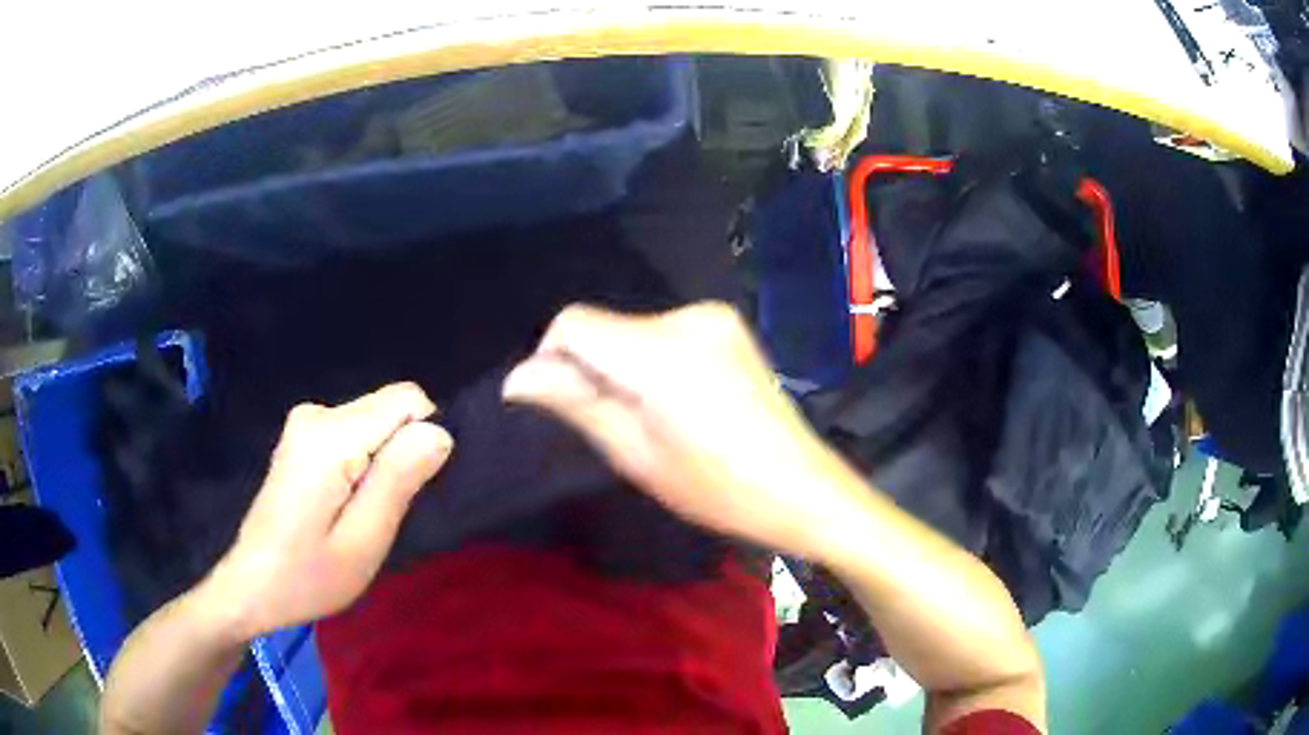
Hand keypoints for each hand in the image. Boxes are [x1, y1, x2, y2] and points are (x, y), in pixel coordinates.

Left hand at [198, 382, 452, 638]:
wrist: (252, 585)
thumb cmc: (308, 577)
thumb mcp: (362, 542)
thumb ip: (398, 481)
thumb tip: (440, 432)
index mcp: (330, 436)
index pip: (408, 400)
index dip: (421, 443)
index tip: (407, 493)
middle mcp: (316, 413)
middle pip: (389, 409)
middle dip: (400, 455)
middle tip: (378, 513)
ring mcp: (305, 421)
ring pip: (375, 422)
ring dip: (381, 465)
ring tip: (360, 513)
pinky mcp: (302, 435)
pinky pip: (356, 433)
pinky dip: (363, 464)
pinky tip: (343, 503)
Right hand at [503, 302, 860, 556]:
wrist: (801, 486)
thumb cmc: (717, 488)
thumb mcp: (636, 455)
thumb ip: (575, 403)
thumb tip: (517, 379)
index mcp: (661, 353)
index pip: (573, 323)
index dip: (551, 359)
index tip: (562, 403)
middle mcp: (687, 317)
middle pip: (604, 327)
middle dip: (592, 369)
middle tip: (618, 427)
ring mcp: (713, 316)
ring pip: (632, 331)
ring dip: (623, 367)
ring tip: (656, 419)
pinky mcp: (728, 324)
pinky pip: (664, 333)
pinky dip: (653, 361)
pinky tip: (681, 402)